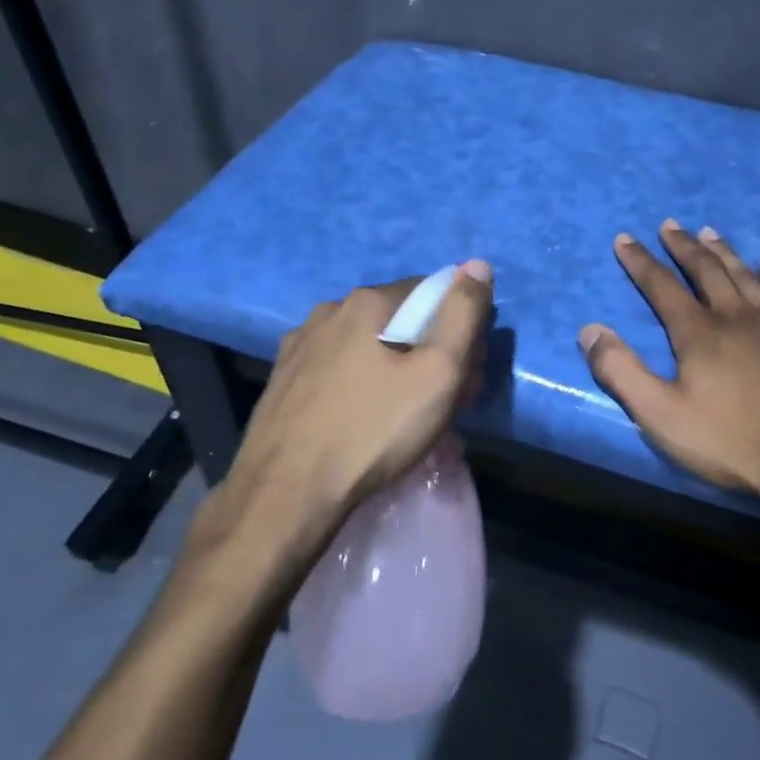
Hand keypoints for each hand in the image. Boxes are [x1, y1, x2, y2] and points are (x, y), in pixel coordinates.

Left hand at [197, 261, 494, 567]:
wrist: (286, 494)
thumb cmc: (373, 431)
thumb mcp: (439, 373)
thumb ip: (463, 315)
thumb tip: (477, 265)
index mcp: (366, 302)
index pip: (431, 293)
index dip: (459, 328)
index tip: (467, 370)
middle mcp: (327, 312)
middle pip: (398, 321)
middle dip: (429, 352)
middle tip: (446, 401)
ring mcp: (298, 346)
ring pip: (366, 347)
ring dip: (395, 369)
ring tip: (407, 417)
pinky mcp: (282, 381)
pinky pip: (338, 370)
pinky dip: (360, 385)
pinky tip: (364, 421)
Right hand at [578, 221, 759, 499]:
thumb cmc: (731, 441)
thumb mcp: (660, 414)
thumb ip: (621, 371)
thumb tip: (590, 330)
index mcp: (699, 333)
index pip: (662, 287)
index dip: (640, 262)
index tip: (625, 238)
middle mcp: (737, 316)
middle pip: (706, 271)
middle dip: (683, 247)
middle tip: (670, 225)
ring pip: (747, 276)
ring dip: (725, 252)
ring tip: (709, 232)